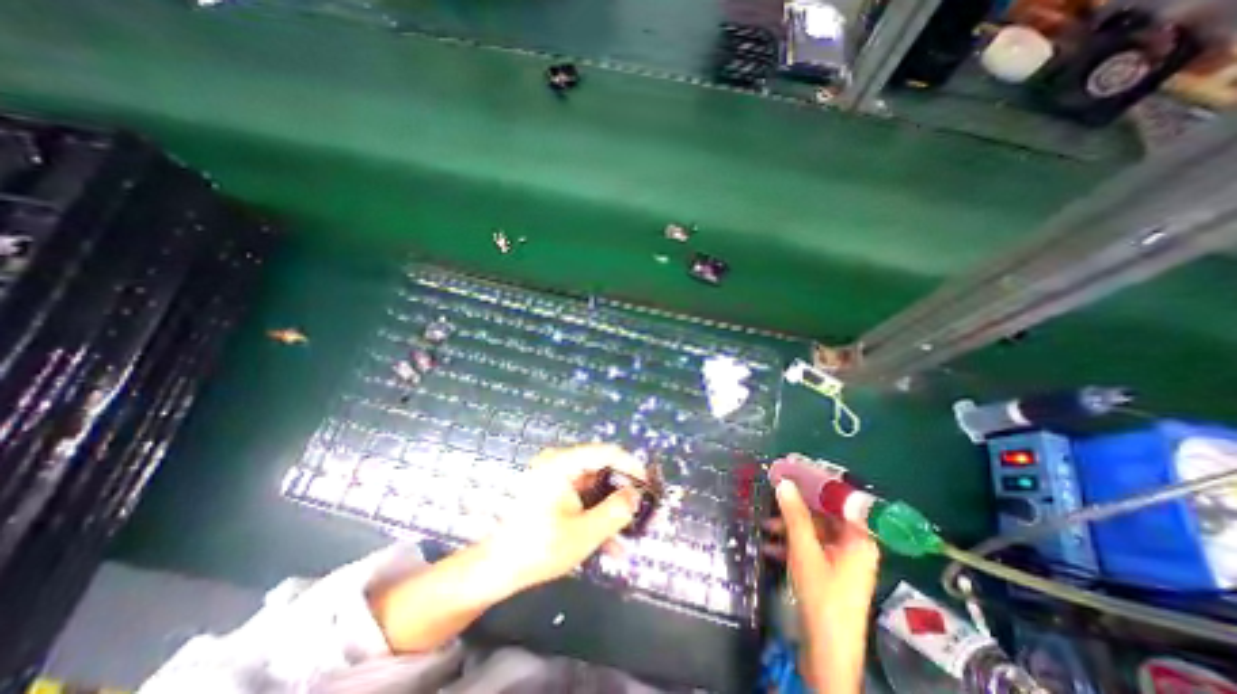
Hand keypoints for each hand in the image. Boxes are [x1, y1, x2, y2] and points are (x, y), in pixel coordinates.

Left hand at [494, 441, 646, 593]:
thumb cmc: (538, 548)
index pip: (607, 453)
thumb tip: (637, 495)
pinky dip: (596, 514)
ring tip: (629, 532)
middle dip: (622, 492)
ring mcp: (555, 477)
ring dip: (611, 508)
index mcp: (562, 463)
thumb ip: (615, 511)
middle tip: (642, 510)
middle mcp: (559, 463)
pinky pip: (583, 497)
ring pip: (595, 486)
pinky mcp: (553, 492)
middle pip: (601, 469)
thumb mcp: (583, 533)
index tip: (648, 485)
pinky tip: (610, 543)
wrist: (497, 569)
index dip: (631, 466)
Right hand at [764, 479, 879, 691]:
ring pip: (814, 531)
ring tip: (765, 524)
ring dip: (789, 527)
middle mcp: (854, 545)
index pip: (840, 499)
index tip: (793, 469)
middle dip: (796, 507)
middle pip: (824, 514)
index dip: (816, 483)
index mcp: (858, 538)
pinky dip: (791, 544)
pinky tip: (770, 545)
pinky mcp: (830, 572)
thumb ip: (794, 514)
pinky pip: (811, 547)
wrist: (827, 651)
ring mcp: (842, 560)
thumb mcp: (804, 550)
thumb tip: (784, 482)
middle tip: (773, 492)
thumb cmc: (822, 596)